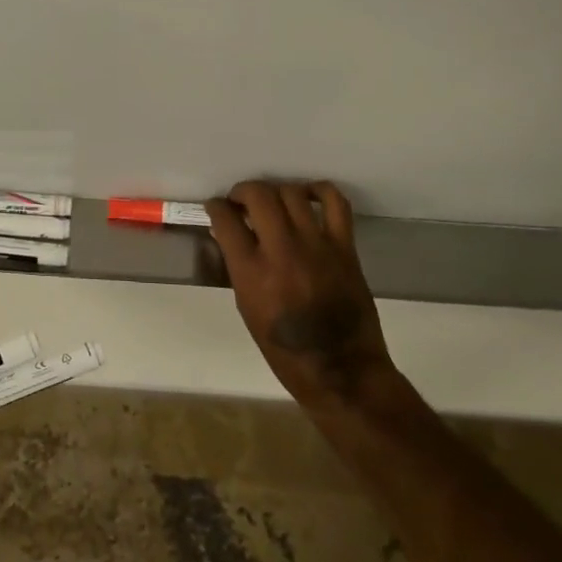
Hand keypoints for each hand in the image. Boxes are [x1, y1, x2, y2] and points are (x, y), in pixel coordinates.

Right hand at [207, 180, 395, 410]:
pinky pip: (335, 203)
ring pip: (292, 192)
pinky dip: (320, 191)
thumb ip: (238, 267)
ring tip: (273, 202)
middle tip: (241, 201)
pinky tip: (308, 196)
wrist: (342, 371)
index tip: (217, 208)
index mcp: (251, 271)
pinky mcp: (344, 248)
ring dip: (276, 191)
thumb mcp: (247, 307)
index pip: (225, 218)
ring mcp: (316, 245)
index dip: (216, 207)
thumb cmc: (285, 350)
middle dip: (243, 191)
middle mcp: (282, 250)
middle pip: (258, 194)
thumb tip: (229, 235)